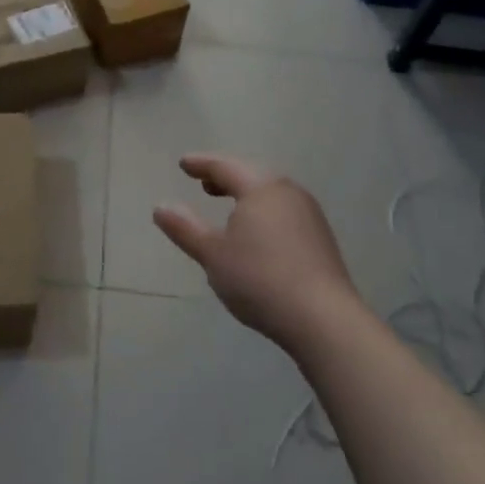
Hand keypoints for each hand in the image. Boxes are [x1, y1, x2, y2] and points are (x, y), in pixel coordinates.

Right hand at [154, 154, 363, 354]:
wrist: (324, 320)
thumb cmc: (260, 279)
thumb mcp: (213, 254)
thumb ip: (185, 228)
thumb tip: (160, 207)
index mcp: (260, 187)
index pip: (224, 166)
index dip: (201, 164)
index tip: (183, 164)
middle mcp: (287, 191)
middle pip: (250, 174)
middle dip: (225, 177)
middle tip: (204, 182)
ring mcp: (309, 214)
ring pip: (270, 193)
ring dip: (246, 194)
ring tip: (228, 206)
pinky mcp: (320, 238)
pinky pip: (283, 211)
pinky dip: (263, 211)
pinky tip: (256, 233)